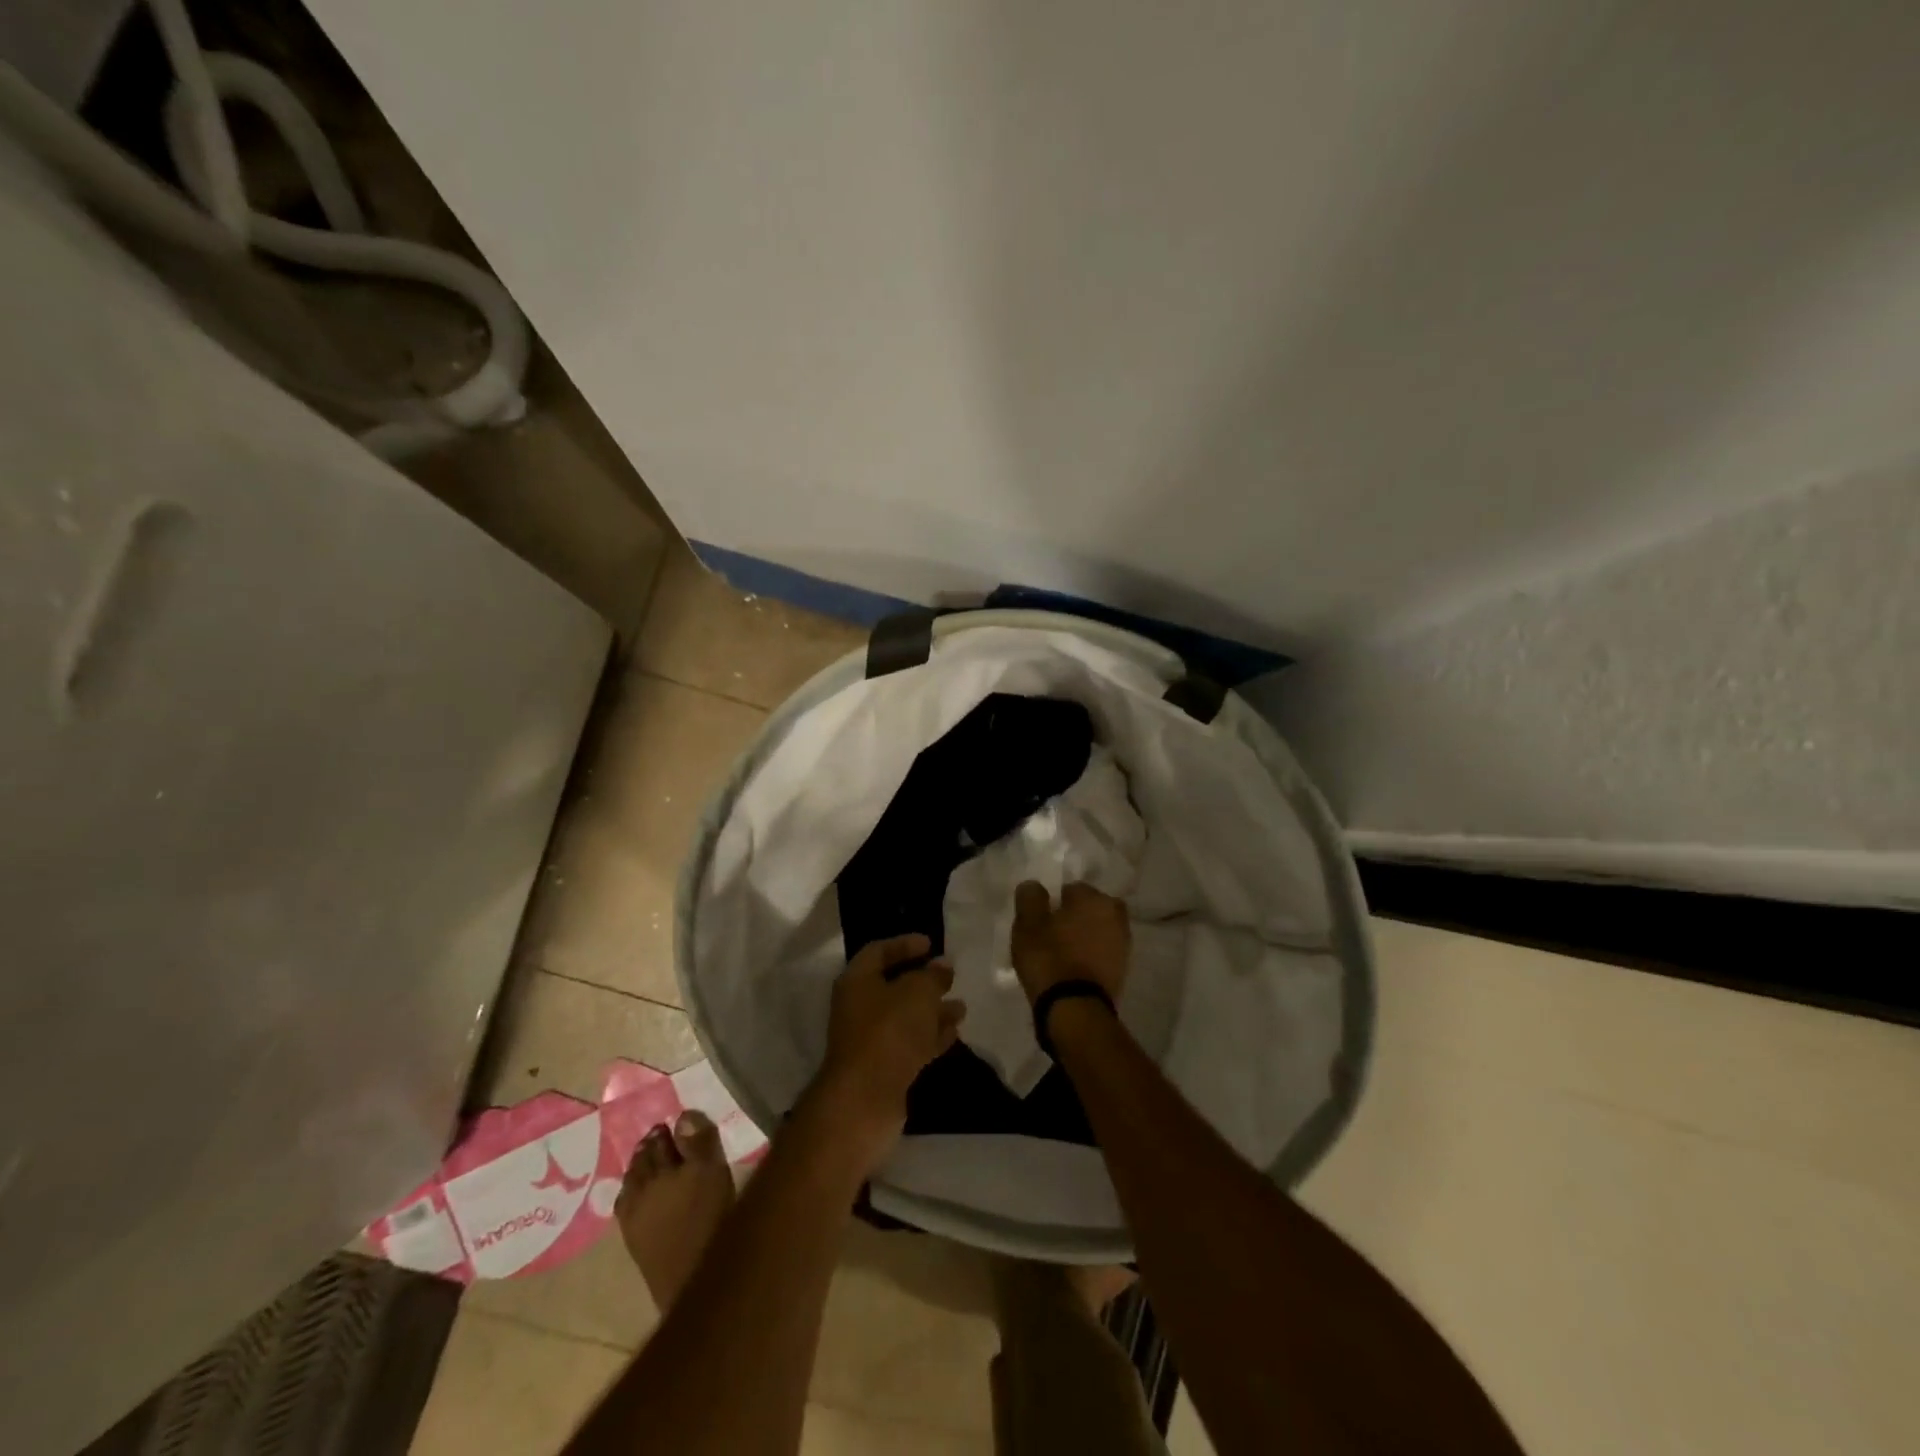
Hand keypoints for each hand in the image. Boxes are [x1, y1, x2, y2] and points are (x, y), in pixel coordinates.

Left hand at [810, 934, 965, 1172]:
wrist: (865, 1100)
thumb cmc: (889, 1032)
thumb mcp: (917, 993)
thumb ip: (932, 976)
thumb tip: (942, 965)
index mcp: (858, 981)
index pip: (879, 951)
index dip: (904, 944)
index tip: (931, 943)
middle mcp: (859, 1007)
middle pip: (893, 986)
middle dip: (923, 981)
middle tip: (950, 976)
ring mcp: (870, 1040)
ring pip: (905, 1017)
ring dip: (932, 1011)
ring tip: (961, 1007)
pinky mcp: (883, 1068)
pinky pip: (910, 1043)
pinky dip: (931, 1036)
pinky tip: (954, 1033)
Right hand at [1010, 881, 1130, 1004]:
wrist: (1074, 1008)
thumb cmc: (1049, 958)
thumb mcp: (1027, 923)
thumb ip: (1030, 897)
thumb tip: (1035, 886)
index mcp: (1094, 898)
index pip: (1071, 889)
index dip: (1054, 904)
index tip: (1041, 921)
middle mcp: (1115, 915)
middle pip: (1089, 909)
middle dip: (1075, 917)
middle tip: (1052, 936)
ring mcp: (1123, 943)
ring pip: (1098, 930)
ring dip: (1084, 936)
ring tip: (1062, 954)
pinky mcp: (1123, 969)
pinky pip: (1102, 952)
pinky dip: (1090, 955)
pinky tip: (1073, 968)